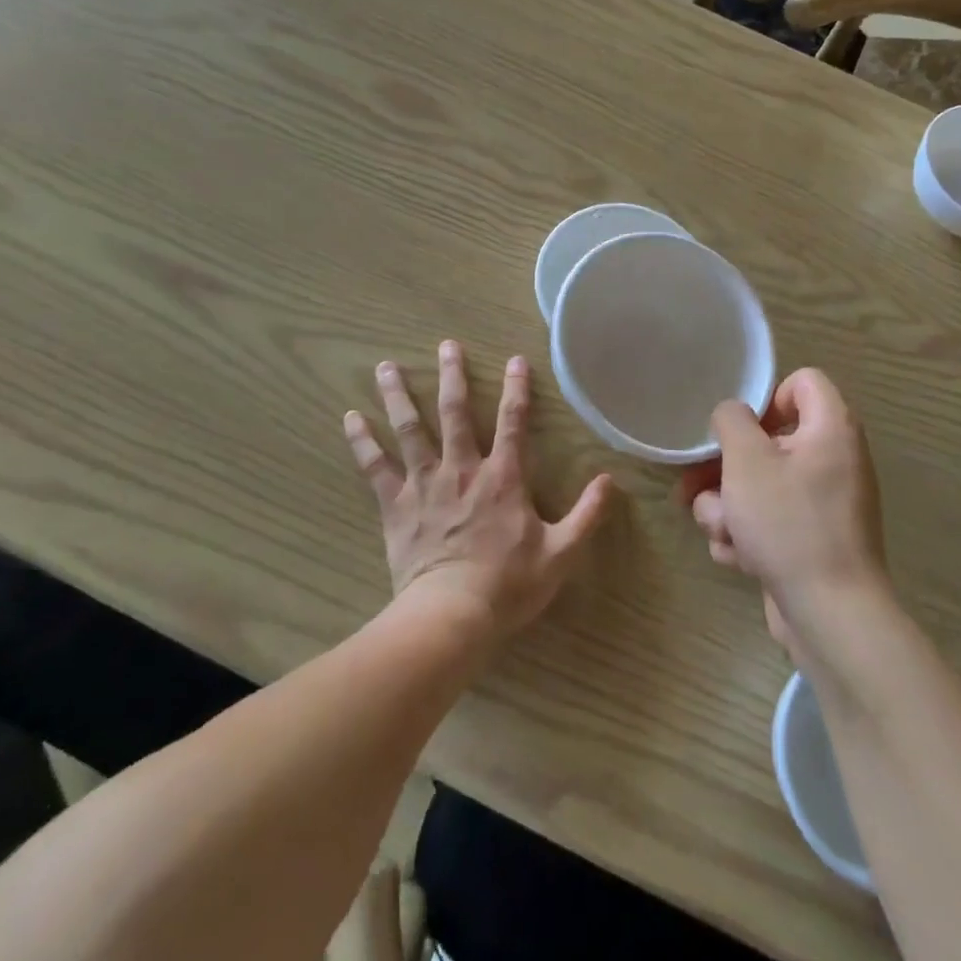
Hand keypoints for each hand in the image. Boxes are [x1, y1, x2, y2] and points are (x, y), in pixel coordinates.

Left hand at [344, 341, 615, 641]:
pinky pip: (375, 467)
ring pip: (410, 429)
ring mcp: (425, 483)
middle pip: (455, 412)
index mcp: (503, 477)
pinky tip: (350, 418)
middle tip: (446, 345)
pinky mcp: (395, 505)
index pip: (513, 422)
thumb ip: (587, 515)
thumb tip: (609, 481)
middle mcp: (462, 468)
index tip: (515, 359)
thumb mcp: (561, 553)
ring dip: (399, 395)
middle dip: (452, 376)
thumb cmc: (508, 584)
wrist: (450, 615)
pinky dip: (363, 441)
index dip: (516, 388)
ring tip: (386, 366)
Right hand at [678, 369, 887, 653]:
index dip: (767, 396)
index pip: (802, 382)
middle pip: (767, 440)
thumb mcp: (747, 460)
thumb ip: (732, 421)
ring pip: (758, 485)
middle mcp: (832, 460)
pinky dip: (747, 535)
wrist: (830, 615)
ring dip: (726, 505)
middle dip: (724, 467)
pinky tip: (735, 556)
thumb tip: (733, 415)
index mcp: (830, 429)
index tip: (740, 428)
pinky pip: (768, 520)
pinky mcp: (809, 540)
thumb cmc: (789, 524)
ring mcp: (822, 504)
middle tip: (694, 484)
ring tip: (719, 530)